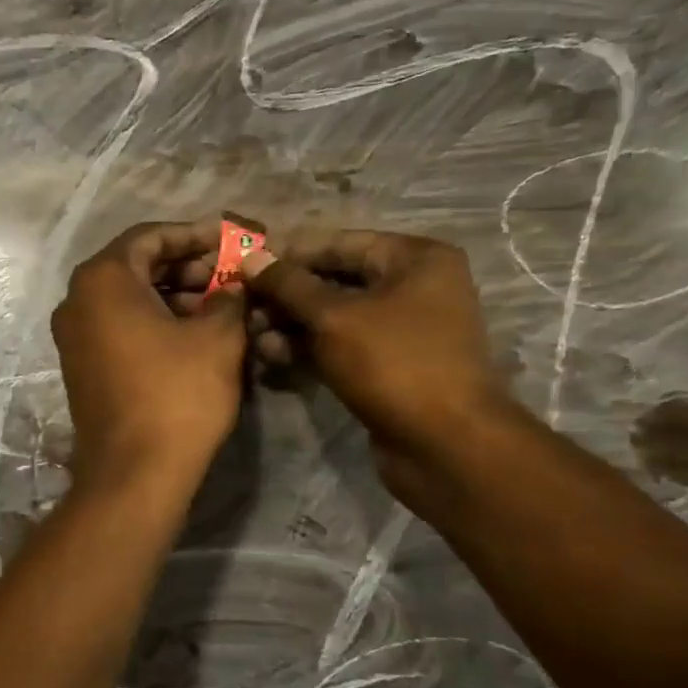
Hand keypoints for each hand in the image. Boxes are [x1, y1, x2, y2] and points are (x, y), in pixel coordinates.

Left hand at [51, 221, 247, 491]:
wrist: (133, 473)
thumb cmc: (177, 395)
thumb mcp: (218, 337)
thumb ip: (229, 297)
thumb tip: (233, 286)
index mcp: (102, 279)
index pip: (151, 236)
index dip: (196, 235)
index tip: (232, 242)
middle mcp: (76, 301)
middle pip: (137, 266)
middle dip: (187, 268)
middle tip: (230, 278)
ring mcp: (73, 337)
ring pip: (129, 299)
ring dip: (175, 297)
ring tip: (221, 308)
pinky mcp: (81, 367)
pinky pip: (120, 328)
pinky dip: (155, 323)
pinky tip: (194, 336)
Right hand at [243, 228, 513, 457]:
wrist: (444, 444)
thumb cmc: (394, 364)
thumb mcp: (334, 318)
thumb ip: (289, 285)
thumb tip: (250, 257)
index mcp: (415, 259)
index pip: (338, 243)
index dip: (289, 253)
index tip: (243, 265)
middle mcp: (412, 286)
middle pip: (334, 280)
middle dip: (286, 295)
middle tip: (242, 306)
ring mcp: (401, 329)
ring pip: (333, 317)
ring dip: (290, 325)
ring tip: (252, 337)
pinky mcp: (387, 365)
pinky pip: (340, 346)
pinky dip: (308, 349)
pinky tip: (272, 357)